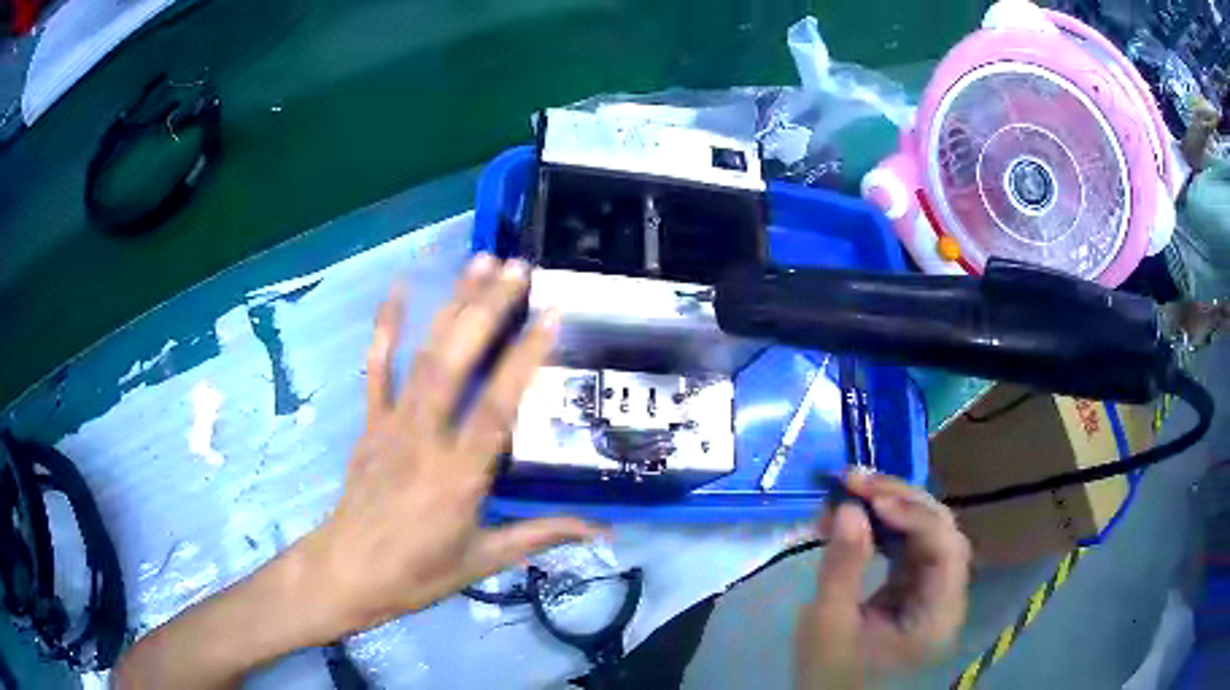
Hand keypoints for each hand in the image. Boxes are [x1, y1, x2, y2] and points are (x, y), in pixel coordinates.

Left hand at [303, 254, 600, 633]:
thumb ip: (541, 536)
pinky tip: (398, 289)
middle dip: (486, 309)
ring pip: (423, 356)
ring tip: (479, 262)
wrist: (347, 571)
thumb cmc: (417, 573)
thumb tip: (601, 530)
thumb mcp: (482, 561)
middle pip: (455, 363)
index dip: (524, 359)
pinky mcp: (370, 423)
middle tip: (516, 268)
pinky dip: (385, 327)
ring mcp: (393, 424)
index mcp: (459, 476)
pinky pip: (376, 369)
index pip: (497, 407)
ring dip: (451, 306)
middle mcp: (426, 438)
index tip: (550, 316)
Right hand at [795, 473, 970, 688]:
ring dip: (889, 508)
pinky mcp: (912, 591)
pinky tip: (855, 518)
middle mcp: (945, 598)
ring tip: (849, 491)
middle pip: (940, 533)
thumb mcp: (827, 626)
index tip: (870, 497)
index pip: (946, 549)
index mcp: (937, 616)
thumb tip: (849, 507)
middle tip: (855, 480)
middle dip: (900, 500)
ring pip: (924, 535)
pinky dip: (882, 529)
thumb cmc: (829, 677)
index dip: (915, 515)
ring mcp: (931, 592)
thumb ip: (843, 567)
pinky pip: (906, 548)